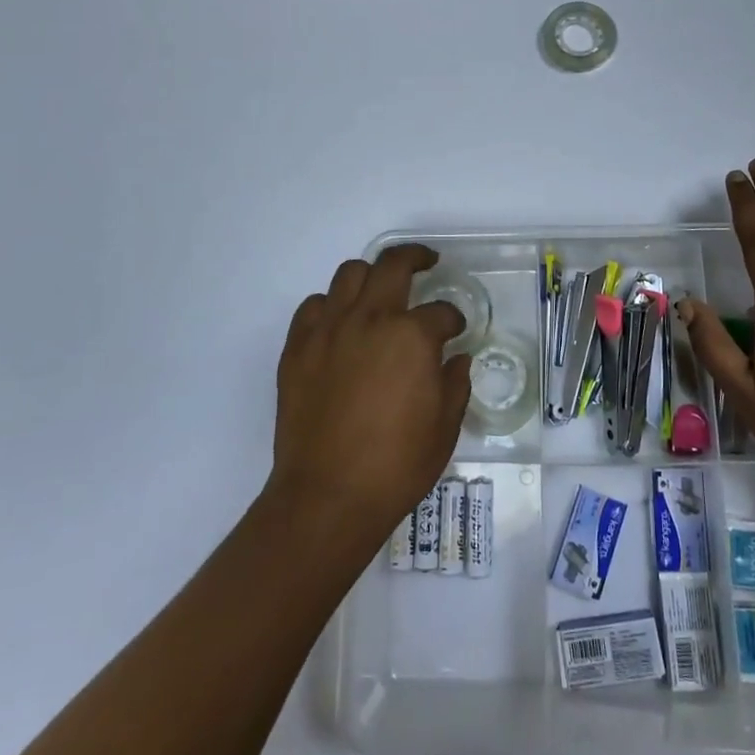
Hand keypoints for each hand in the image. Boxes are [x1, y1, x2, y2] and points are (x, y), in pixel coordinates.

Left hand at [265, 245, 471, 543]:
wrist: (328, 497)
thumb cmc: (396, 465)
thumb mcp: (445, 427)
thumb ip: (455, 383)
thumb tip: (456, 359)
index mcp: (412, 336)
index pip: (441, 312)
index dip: (454, 319)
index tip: (455, 330)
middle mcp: (371, 319)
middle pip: (393, 264)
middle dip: (415, 257)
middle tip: (426, 261)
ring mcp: (329, 329)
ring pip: (349, 274)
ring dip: (370, 275)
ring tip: (380, 290)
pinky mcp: (298, 347)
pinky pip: (313, 306)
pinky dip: (330, 306)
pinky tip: (340, 323)